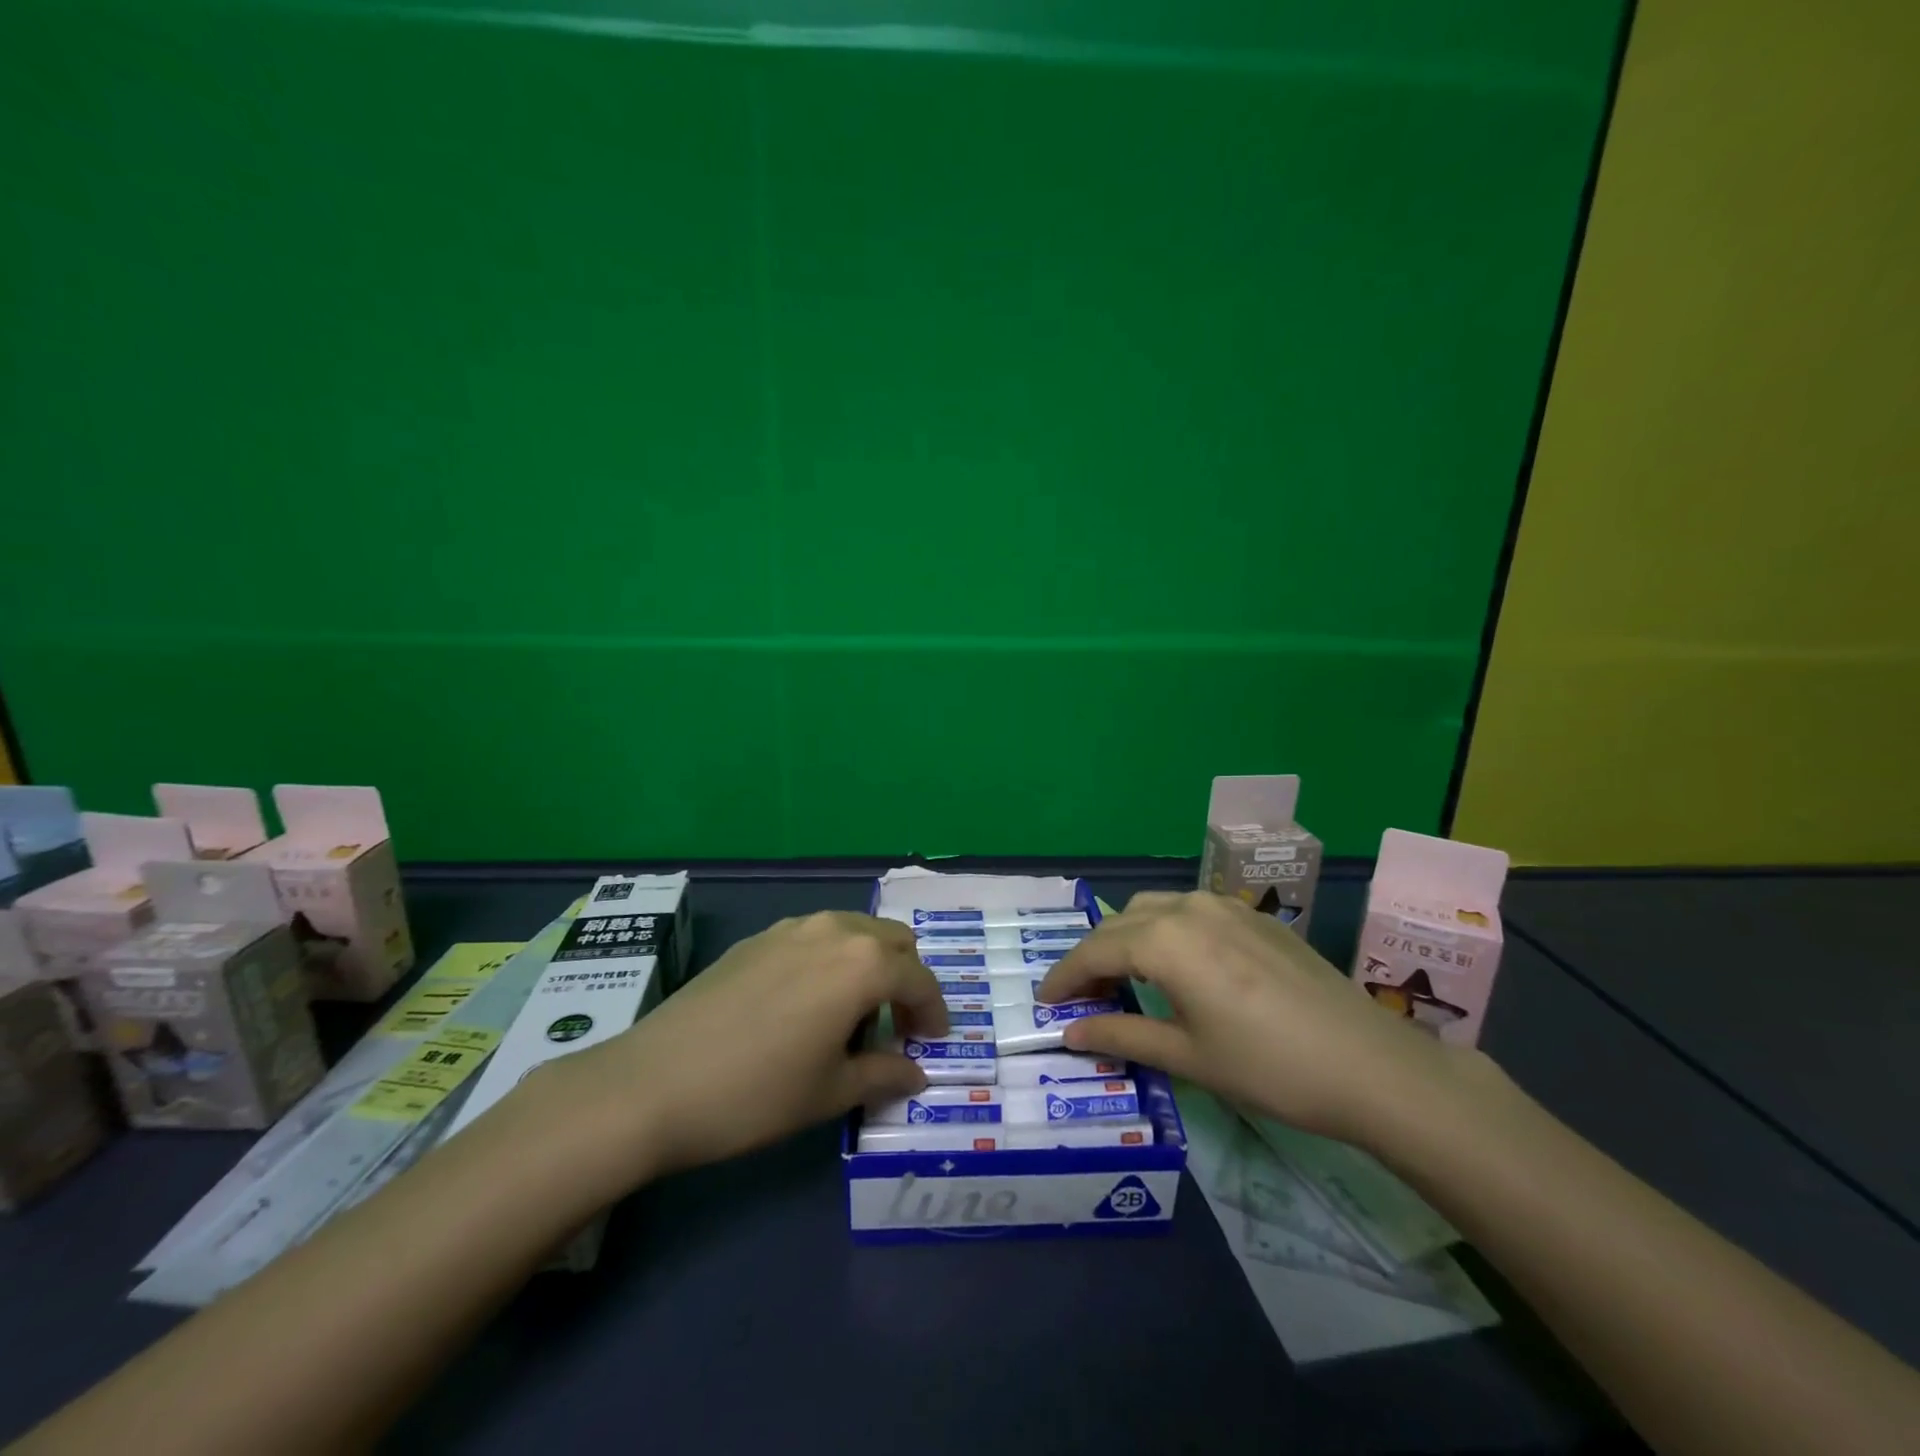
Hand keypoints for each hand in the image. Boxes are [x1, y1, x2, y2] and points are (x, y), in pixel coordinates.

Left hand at [548, 911, 947, 1181]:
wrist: (652, 1083)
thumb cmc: (756, 1094)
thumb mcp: (830, 1093)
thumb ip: (883, 1075)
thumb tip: (915, 1072)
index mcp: (862, 964)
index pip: (919, 979)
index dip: (934, 1012)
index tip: (933, 1043)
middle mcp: (834, 930)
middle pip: (893, 942)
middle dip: (905, 980)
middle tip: (894, 1027)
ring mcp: (791, 928)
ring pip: (853, 932)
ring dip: (868, 965)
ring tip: (851, 1016)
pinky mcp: (757, 938)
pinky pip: (815, 937)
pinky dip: (831, 961)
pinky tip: (805, 1004)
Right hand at [1035, 891, 1462, 1145]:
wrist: (1370, 1065)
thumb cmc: (1269, 1067)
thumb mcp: (1187, 1057)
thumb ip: (1121, 1034)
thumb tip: (1069, 1032)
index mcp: (1165, 940)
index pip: (1095, 951)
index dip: (1064, 976)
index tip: (1045, 1002)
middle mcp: (1187, 908)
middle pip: (1119, 924)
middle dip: (1093, 958)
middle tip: (1084, 1000)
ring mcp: (1223, 906)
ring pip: (1152, 909)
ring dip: (1127, 938)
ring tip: (1125, 980)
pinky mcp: (1252, 915)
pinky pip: (1187, 911)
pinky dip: (1162, 931)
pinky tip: (1175, 967)